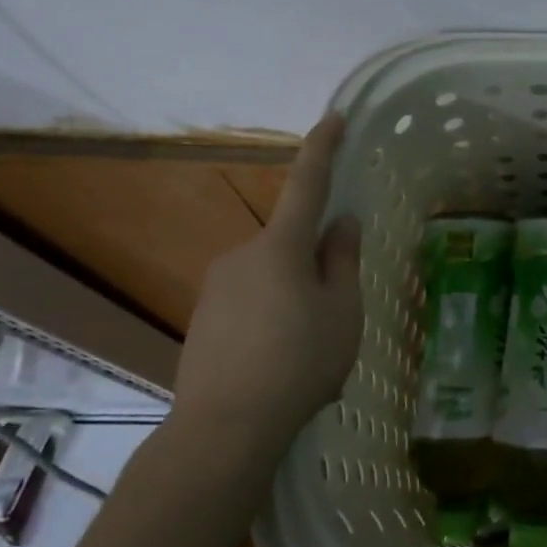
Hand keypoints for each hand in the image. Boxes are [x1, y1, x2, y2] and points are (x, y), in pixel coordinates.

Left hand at [169, 114, 363, 467]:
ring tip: (311, 348)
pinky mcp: (203, 319)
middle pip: (291, 243)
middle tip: (338, 310)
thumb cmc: (298, 362)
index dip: (323, 148)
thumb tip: (341, 224)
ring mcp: (217, 288)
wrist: (223, 429)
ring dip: (295, 295)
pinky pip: (251, 302)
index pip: (307, 183)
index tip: (335, 117)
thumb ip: (343, 261)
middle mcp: (242, 255)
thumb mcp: (342, 310)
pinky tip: (281, 361)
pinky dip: (272, 317)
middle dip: (316, 263)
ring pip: (272, 276)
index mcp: (281, 247)